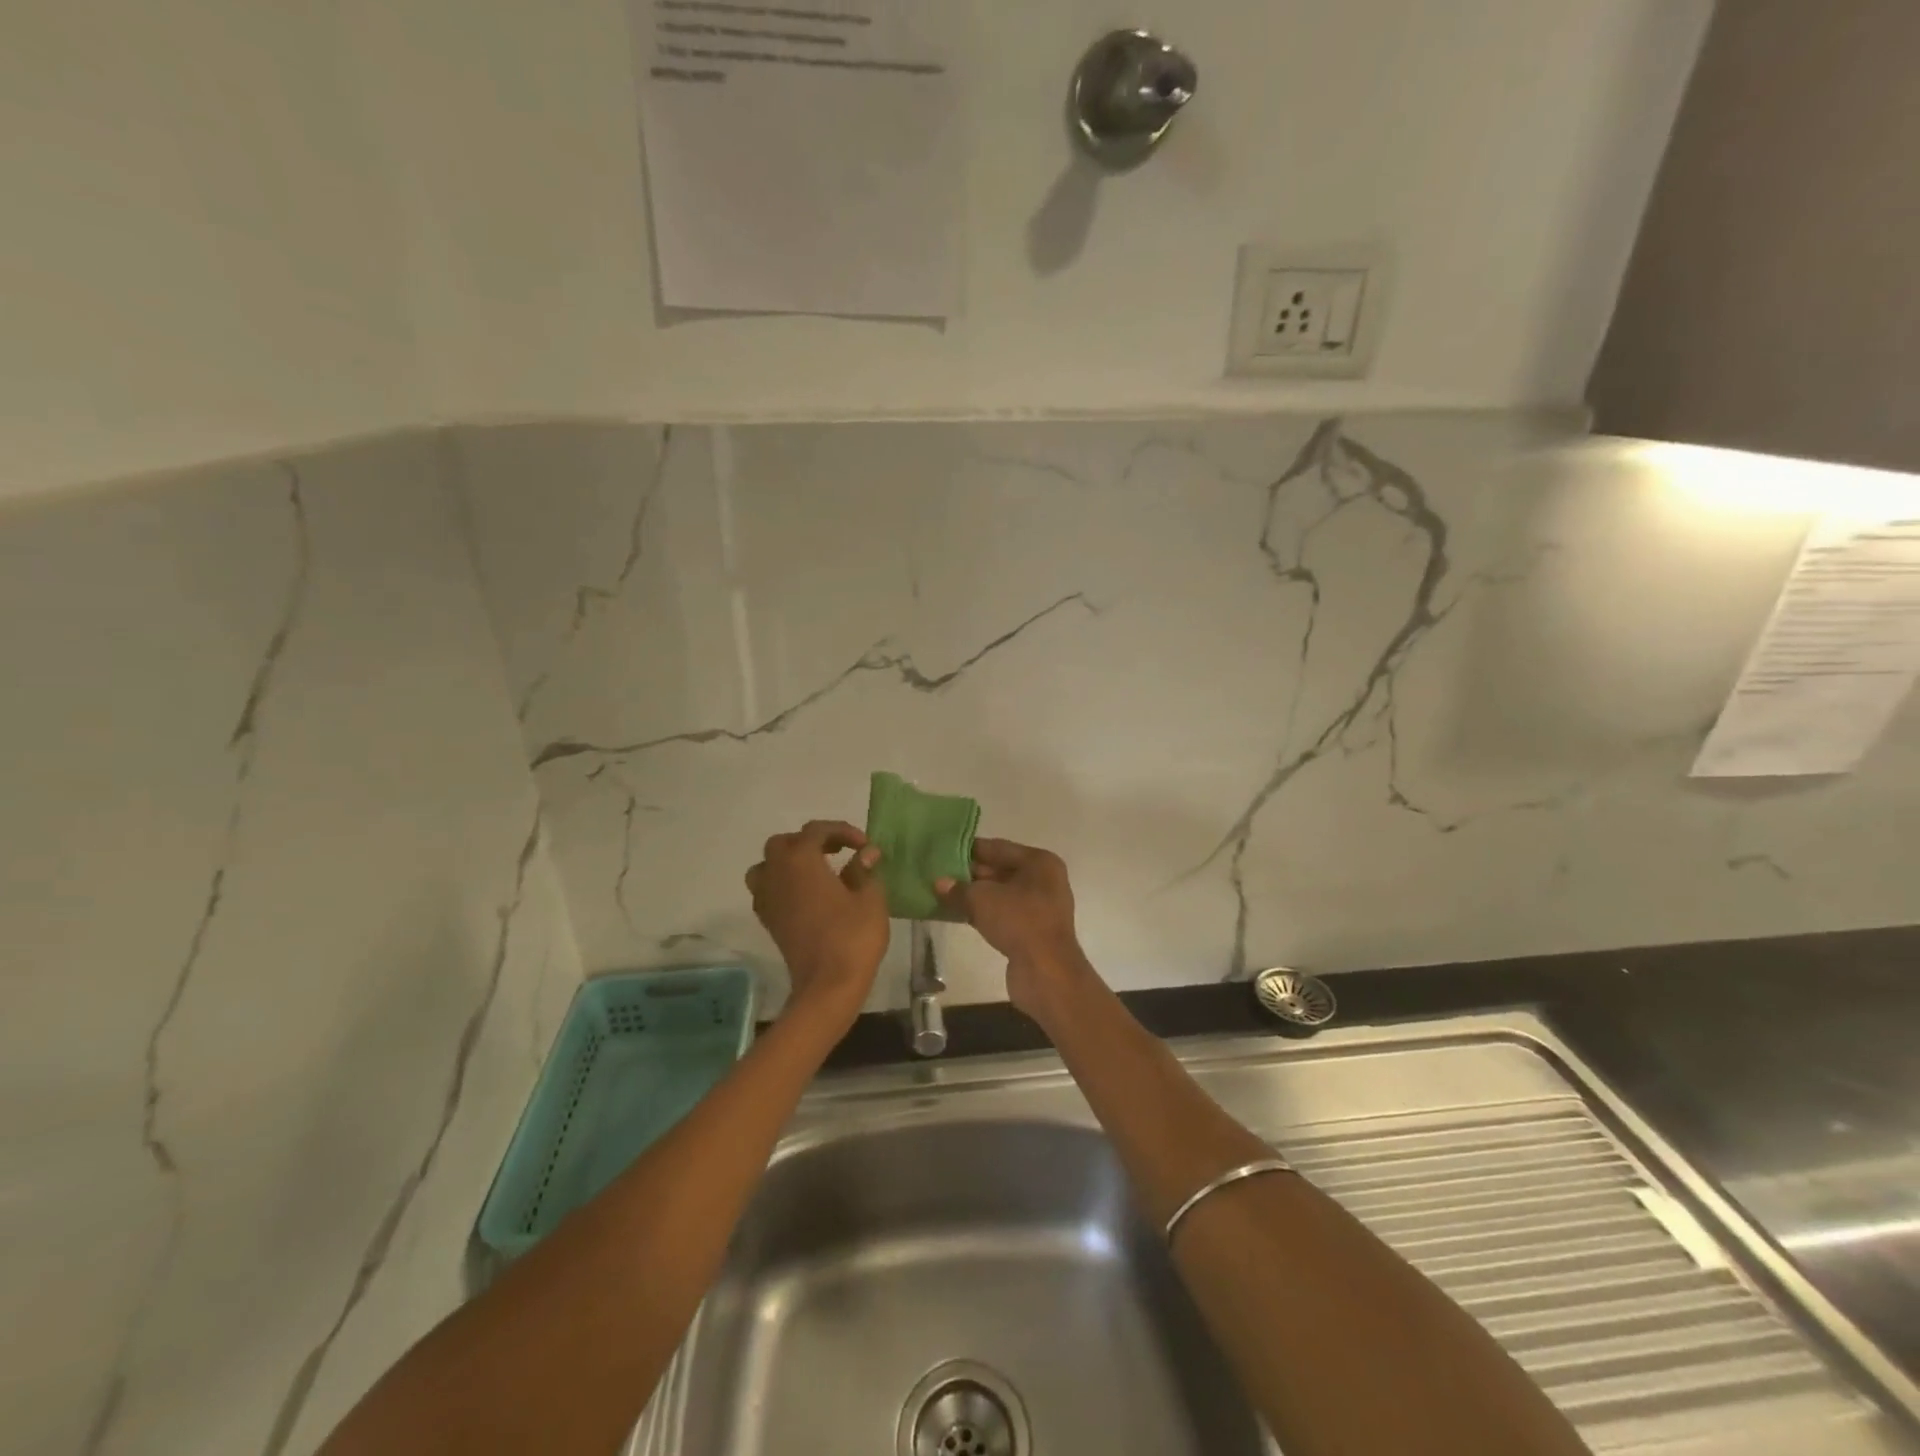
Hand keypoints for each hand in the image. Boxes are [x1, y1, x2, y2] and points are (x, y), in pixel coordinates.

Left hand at [746, 820, 888, 1025]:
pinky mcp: (769, 920)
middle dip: (811, 841)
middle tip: (838, 851)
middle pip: (784, 843)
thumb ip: (864, 870)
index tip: (864, 845)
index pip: (817, 831)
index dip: (842, 831)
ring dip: (789, 861)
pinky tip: (807, 895)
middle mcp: (777, 873)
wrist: (827, 985)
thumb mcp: (869, 898)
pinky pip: (768, 889)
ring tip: (815, 870)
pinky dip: (783, 883)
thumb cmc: (852, 936)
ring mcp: (768, 898)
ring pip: (768, 865)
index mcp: (801, 860)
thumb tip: (866, 853)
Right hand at [935, 838, 1094, 1021]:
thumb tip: (939, 883)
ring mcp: (1041, 907)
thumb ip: (958, 888)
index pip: (998, 848)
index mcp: (1039, 862)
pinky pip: (1004, 914)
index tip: (942, 852)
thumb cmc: (1018, 921)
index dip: (969, 850)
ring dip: (975, 895)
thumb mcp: (982, 899)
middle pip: (1000, 870)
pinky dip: (984, 913)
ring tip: (943, 894)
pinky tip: (960, 915)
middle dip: (970, 874)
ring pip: (1001, 894)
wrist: (1047, 972)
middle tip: (938, 875)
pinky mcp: (1034, 931)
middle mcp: (1044, 880)